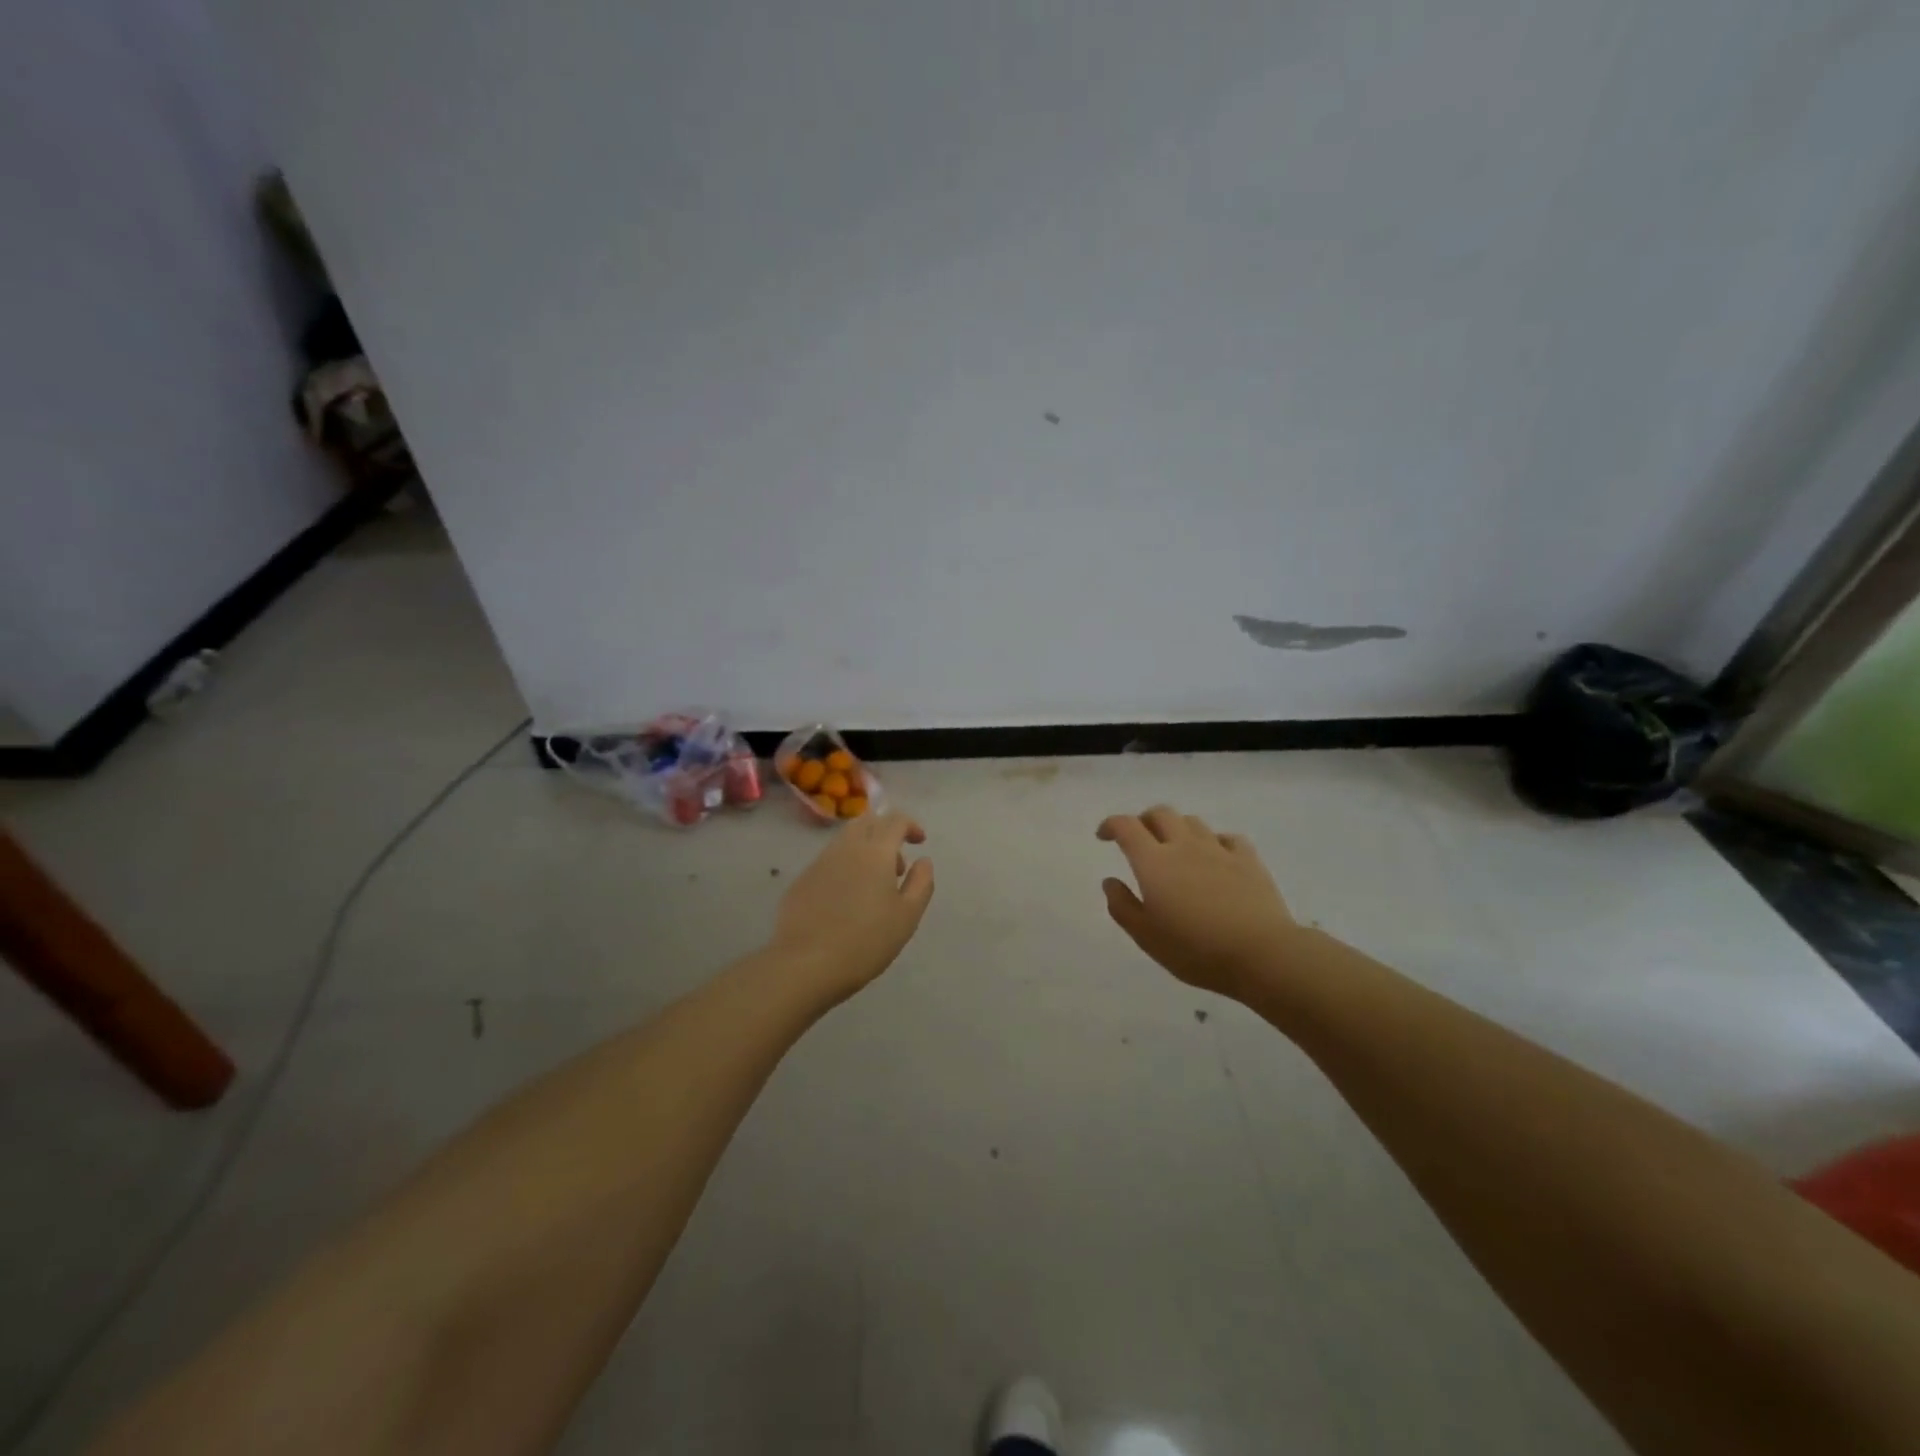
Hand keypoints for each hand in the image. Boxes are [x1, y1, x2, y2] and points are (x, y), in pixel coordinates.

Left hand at [770, 812, 935, 1005]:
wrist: (805, 965)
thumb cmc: (866, 941)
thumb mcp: (907, 916)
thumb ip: (921, 883)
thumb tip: (923, 861)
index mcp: (875, 851)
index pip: (894, 820)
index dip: (910, 825)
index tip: (920, 842)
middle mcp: (846, 848)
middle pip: (867, 822)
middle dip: (886, 832)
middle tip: (896, 864)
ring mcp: (819, 862)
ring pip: (846, 841)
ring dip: (865, 850)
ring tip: (873, 886)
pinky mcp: (801, 880)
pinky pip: (828, 861)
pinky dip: (844, 868)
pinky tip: (846, 901)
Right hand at [1098, 805, 1299, 998]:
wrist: (1261, 954)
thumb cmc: (1195, 949)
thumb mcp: (1146, 937)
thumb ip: (1122, 906)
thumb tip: (1110, 881)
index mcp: (1154, 862)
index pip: (1126, 826)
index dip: (1111, 825)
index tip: (1103, 836)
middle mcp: (1184, 846)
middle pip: (1160, 814)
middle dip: (1144, 820)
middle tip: (1138, 839)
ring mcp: (1219, 849)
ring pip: (1192, 822)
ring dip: (1177, 828)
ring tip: (1174, 848)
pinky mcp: (1248, 860)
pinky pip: (1227, 838)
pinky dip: (1213, 841)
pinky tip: (1214, 857)